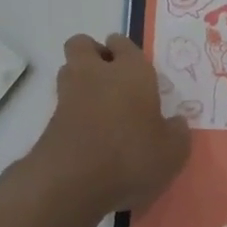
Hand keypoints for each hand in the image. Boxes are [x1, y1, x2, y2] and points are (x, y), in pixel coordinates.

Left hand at [30, 34, 189, 218]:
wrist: (72, 183)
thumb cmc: (130, 157)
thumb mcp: (172, 152)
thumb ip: (176, 133)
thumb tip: (176, 123)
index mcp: (131, 71)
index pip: (123, 43)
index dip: (125, 51)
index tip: (133, 67)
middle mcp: (97, 74)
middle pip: (83, 45)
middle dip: (93, 54)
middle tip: (110, 77)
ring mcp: (69, 95)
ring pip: (68, 70)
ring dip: (79, 80)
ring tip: (99, 106)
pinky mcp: (49, 121)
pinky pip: (61, 104)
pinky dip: (72, 113)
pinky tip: (87, 135)